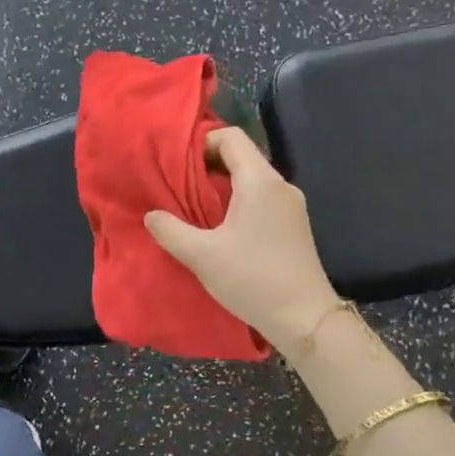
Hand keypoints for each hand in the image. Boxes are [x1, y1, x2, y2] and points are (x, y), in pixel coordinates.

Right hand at [144, 127, 339, 356]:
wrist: (304, 318)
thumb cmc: (252, 279)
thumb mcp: (202, 256)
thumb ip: (171, 231)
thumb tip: (151, 215)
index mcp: (260, 181)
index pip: (231, 137)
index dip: (201, 142)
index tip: (175, 164)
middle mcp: (280, 185)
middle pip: (240, 156)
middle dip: (206, 166)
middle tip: (176, 186)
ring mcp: (290, 205)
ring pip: (250, 179)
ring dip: (221, 187)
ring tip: (192, 208)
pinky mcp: (293, 225)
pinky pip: (260, 198)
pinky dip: (237, 202)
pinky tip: (219, 228)